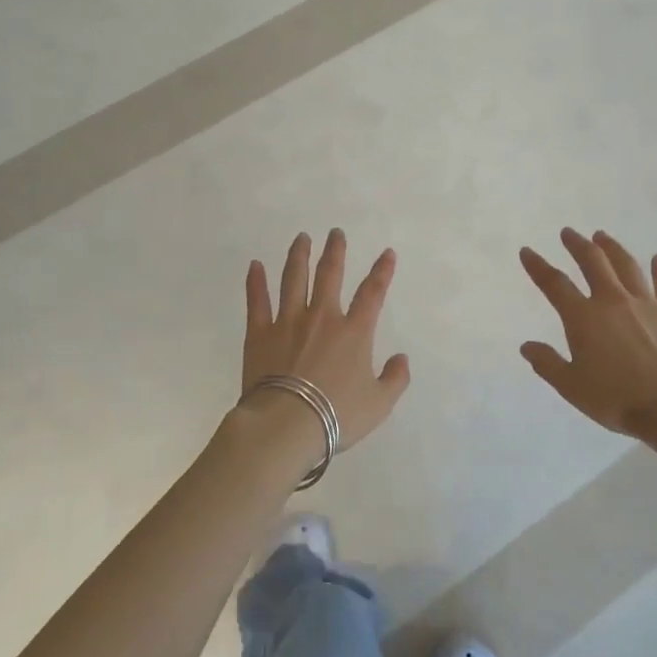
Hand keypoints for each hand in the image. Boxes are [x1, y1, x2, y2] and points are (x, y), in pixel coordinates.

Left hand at [242, 230, 411, 448]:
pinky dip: (255, 281)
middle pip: (329, 274)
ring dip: (298, 256)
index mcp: (354, 332)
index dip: (382, 271)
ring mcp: (288, 321)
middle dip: (335, 251)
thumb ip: (395, 379)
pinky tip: (255, 265)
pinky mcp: (260, 332)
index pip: (372, 293)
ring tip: (301, 238)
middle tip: (335, 232)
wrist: (287, 424)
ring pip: (294, 279)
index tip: (387, 253)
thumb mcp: (379, 404)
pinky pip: (257, 300)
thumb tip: (401, 358)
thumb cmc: (337, 415)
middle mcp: (322, 317)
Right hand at [519, 228, 656, 436]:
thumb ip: (547, 364)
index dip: (538, 266)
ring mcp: (648, 305)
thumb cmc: (616, 399)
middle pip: (593, 263)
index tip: (527, 251)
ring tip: (602, 236)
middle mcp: (613, 301)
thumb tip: (527, 346)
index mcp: (584, 318)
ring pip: (627, 267)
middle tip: (568, 233)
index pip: (555, 284)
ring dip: (612, 249)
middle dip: (577, 245)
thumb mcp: (571, 387)